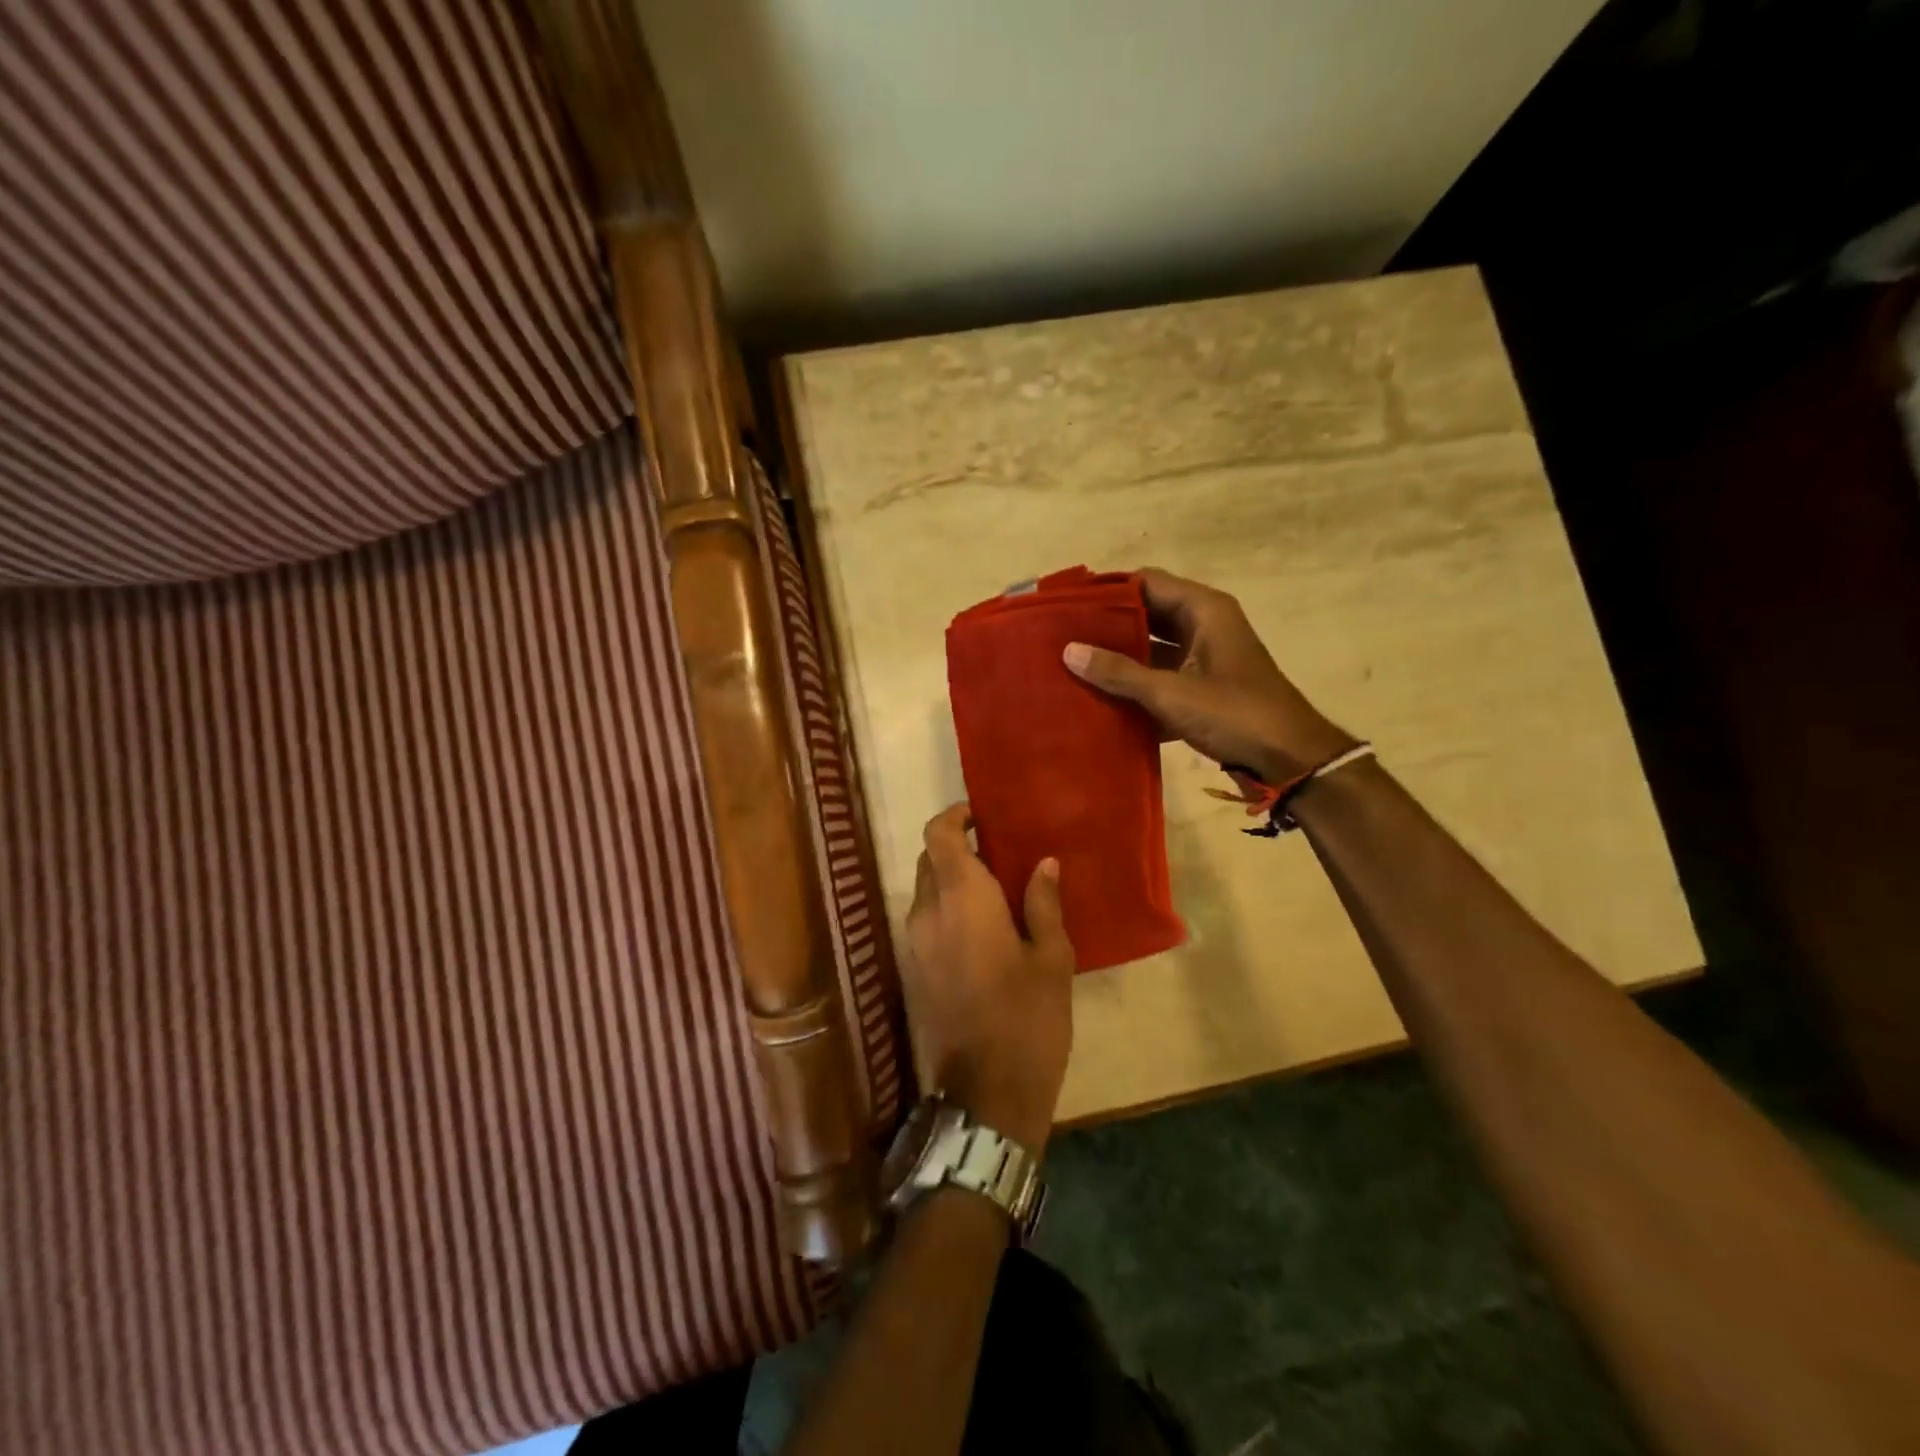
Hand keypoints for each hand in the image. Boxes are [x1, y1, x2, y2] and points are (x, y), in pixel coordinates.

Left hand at [905, 803, 1075, 1154]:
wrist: (986, 1095)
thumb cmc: (1028, 1020)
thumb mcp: (1051, 959)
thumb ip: (1043, 904)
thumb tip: (1043, 863)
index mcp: (961, 900)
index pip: (939, 836)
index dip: (955, 817)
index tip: (983, 817)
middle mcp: (927, 913)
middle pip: (930, 859)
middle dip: (957, 848)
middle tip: (999, 855)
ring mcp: (914, 944)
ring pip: (925, 890)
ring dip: (952, 880)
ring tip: (996, 891)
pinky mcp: (913, 970)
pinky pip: (925, 920)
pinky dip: (946, 908)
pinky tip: (982, 928)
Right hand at [1063, 567, 1357, 785]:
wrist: (1289, 760)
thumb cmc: (1235, 714)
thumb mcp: (1172, 692)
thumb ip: (1119, 672)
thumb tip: (1069, 651)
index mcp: (1204, 610)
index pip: (1146, 582)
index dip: (1108, 589)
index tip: (1069, 603)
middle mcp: (1205, 625)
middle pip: (1147, 614)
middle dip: (1108, 626)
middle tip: (1063, 636)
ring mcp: (1205, 658)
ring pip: (1153, 648)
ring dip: (1120, 658)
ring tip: (1074, 666)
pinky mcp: (1204, 688)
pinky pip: (1162, 677)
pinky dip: (1137, 686)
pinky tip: (1102, 700)